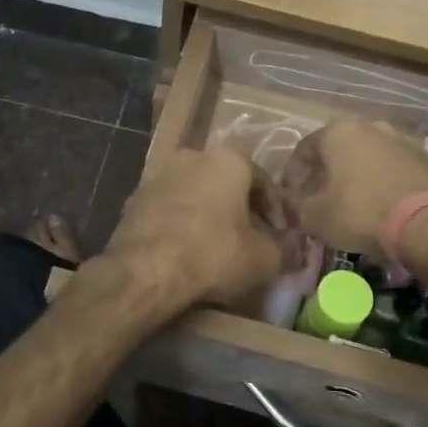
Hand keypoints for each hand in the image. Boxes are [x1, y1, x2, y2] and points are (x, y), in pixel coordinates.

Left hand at [100, 147, 292, 314]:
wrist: (145, 270)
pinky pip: (169, 209)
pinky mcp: (134, 199)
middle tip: (250, 240)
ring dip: (209, 215)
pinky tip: (186, 251)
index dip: (276, 210)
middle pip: (226, 183)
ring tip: (217, 247)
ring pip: (195, 194)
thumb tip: (293, 249)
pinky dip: (181, 224)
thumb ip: (284, 250)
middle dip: (240, 209)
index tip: (280, 235)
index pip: (263, 180)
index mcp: (228, 159)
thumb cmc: (213, 254)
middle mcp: (192, 156)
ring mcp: (158, 175)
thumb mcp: (264, 259)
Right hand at [280, 121, 427, 256]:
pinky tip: (381, 206)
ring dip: (357, 176)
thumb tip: (295, 204)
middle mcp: (371, 126)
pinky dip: (383, 183)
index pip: (304, 149)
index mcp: (338, 132)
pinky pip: (394, 169)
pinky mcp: (427, 160)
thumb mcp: (316, 217)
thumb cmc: (362, 212)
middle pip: (339, 149)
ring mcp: (403, 140)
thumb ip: (298, 206)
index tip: (291, 195)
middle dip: (327, 172)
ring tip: (352, 203)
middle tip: (319, 197)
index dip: (293, 174)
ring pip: (369, 157)